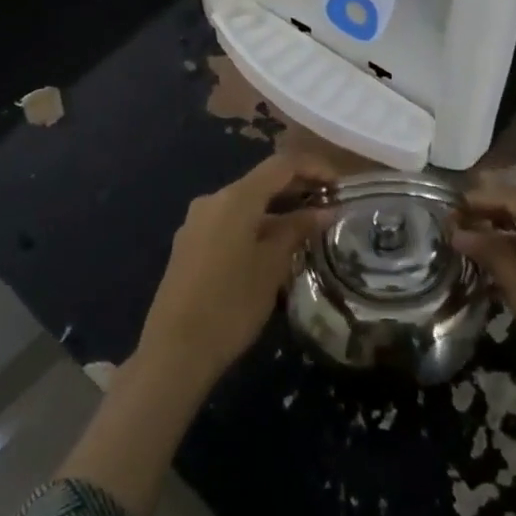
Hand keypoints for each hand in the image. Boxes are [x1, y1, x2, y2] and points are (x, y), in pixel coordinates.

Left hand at [137, 154, 335, 388]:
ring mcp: (197, 222)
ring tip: (308, 228)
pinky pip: (230, 222)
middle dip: (297, 189)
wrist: (175, 350)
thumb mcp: (272, 267)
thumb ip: (298, 231)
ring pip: (245, 204)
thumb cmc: (231, 305)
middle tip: (329, 206)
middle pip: (261, 181)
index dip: (314, 168)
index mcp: (235, 198)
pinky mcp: (190, 244)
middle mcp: (213, 200)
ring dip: (277, 209)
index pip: (281, 165)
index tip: (340, 185)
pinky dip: (256, 225)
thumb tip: (324, 210)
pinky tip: (274, 247)